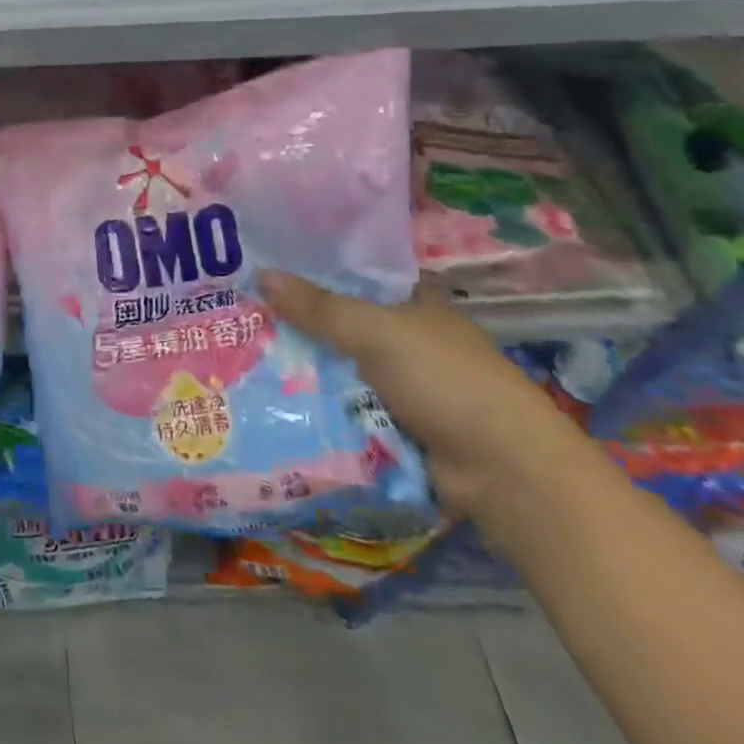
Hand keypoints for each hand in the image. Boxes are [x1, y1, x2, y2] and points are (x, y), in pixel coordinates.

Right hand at [258, 270, 593, 517]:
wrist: (503, 472)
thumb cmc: (446, 382)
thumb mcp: (377, 333)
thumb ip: (319, 308)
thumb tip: (261, 274)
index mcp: (417, 305)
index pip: (361, 277)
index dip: (319, 271)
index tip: (269, 270)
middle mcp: (411, 341)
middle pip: (343, 324)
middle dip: (300, 324)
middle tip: (240, 315)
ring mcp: (405, 387)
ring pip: (340, 368)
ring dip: (305, 369)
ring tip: (243, 356)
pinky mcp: (397, 426)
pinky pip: (346, 408)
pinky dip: (319, 407)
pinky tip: (274, 398)